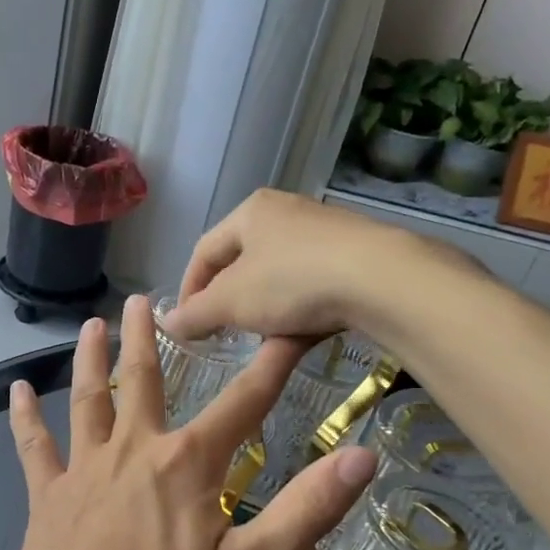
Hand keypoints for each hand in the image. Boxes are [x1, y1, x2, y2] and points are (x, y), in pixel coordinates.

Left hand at [0, 294, 377, 549]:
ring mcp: (84, 471)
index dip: (271, 366)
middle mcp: (134, 451)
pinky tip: (15, 391)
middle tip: (146, 298)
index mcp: (188, 465)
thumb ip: (307, 510)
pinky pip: (34, 447)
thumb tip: (364, 456)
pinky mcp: (47, 497)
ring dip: (92, 359)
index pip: (243, 404)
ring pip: (89, 400)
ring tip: (93, 324)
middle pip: (145, 382)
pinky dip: (25, 418)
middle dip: (149, 338)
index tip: (288, 329)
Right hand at [160, 189, 429, 342]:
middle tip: (223, 332)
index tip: (186, 326)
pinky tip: (302, 332)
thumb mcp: (232, 302)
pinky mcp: (357, 253)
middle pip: (242, 261)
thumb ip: (195, 314)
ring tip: (262, 338)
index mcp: (250, 211)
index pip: (204, 251)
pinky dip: (299, 308)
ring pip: (279, 274)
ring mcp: (326, 230)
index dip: (189, 289)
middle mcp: (286, 211)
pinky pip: (313, 282)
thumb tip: (166, 324)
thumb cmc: (292, 281)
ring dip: (264, 307)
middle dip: (229, 300)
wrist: (382, 279)